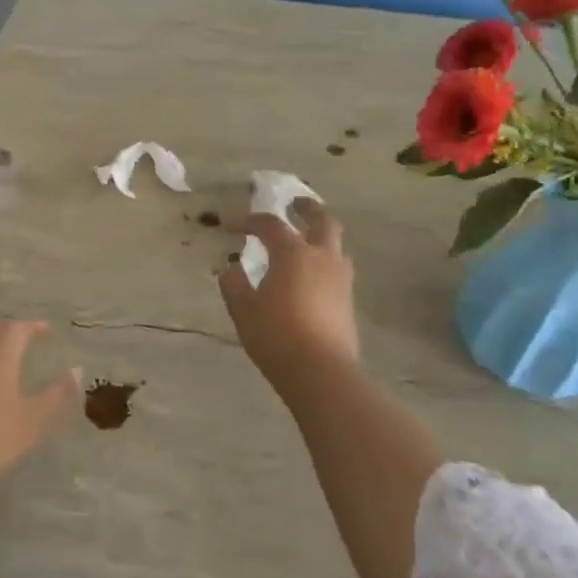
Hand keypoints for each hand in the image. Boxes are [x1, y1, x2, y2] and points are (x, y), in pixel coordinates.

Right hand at [218, 199, 360, 400]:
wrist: (321, 372)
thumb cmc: (276, 334)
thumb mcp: (243, 309)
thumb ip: (234, 284)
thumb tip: (231, 269)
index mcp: (293, 253)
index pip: (270, 225)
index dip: (248, 221)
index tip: (230, 227)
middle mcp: (322, 258)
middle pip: (323, 221)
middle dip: (307, 209)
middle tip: (293, 205)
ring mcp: (340, 279)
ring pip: (335, 246)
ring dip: (319, 236)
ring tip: (302, 243)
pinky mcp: (347, 301)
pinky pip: (336, 269)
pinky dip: (323, 262)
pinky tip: (309, 277)